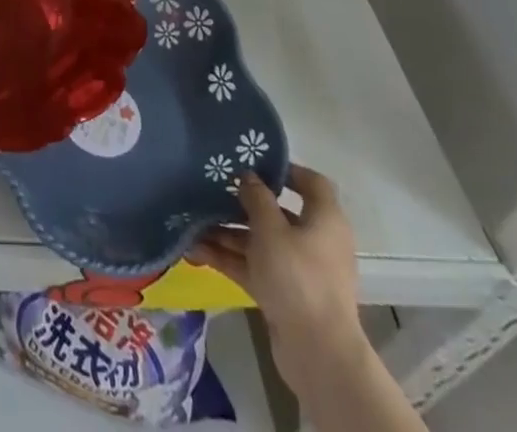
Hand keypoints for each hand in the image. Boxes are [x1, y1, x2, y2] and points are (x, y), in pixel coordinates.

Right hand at [187, 165, 367, 393]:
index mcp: (324, 220)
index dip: (285, 169)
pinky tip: (195, 251)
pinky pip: (253, 267)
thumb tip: (248, 176)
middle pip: (277, 213)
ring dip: (227, 233)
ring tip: (191, 223)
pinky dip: (229, 259)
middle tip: (209, 189)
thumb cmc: (298, 277)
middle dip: (240, 204)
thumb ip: (256, 197)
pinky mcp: (284, 295)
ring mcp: (298, 270)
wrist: (317, 354)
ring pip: (260, 242)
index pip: (312, 183)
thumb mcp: (271, 229)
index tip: (251, 162)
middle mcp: (315, 241)